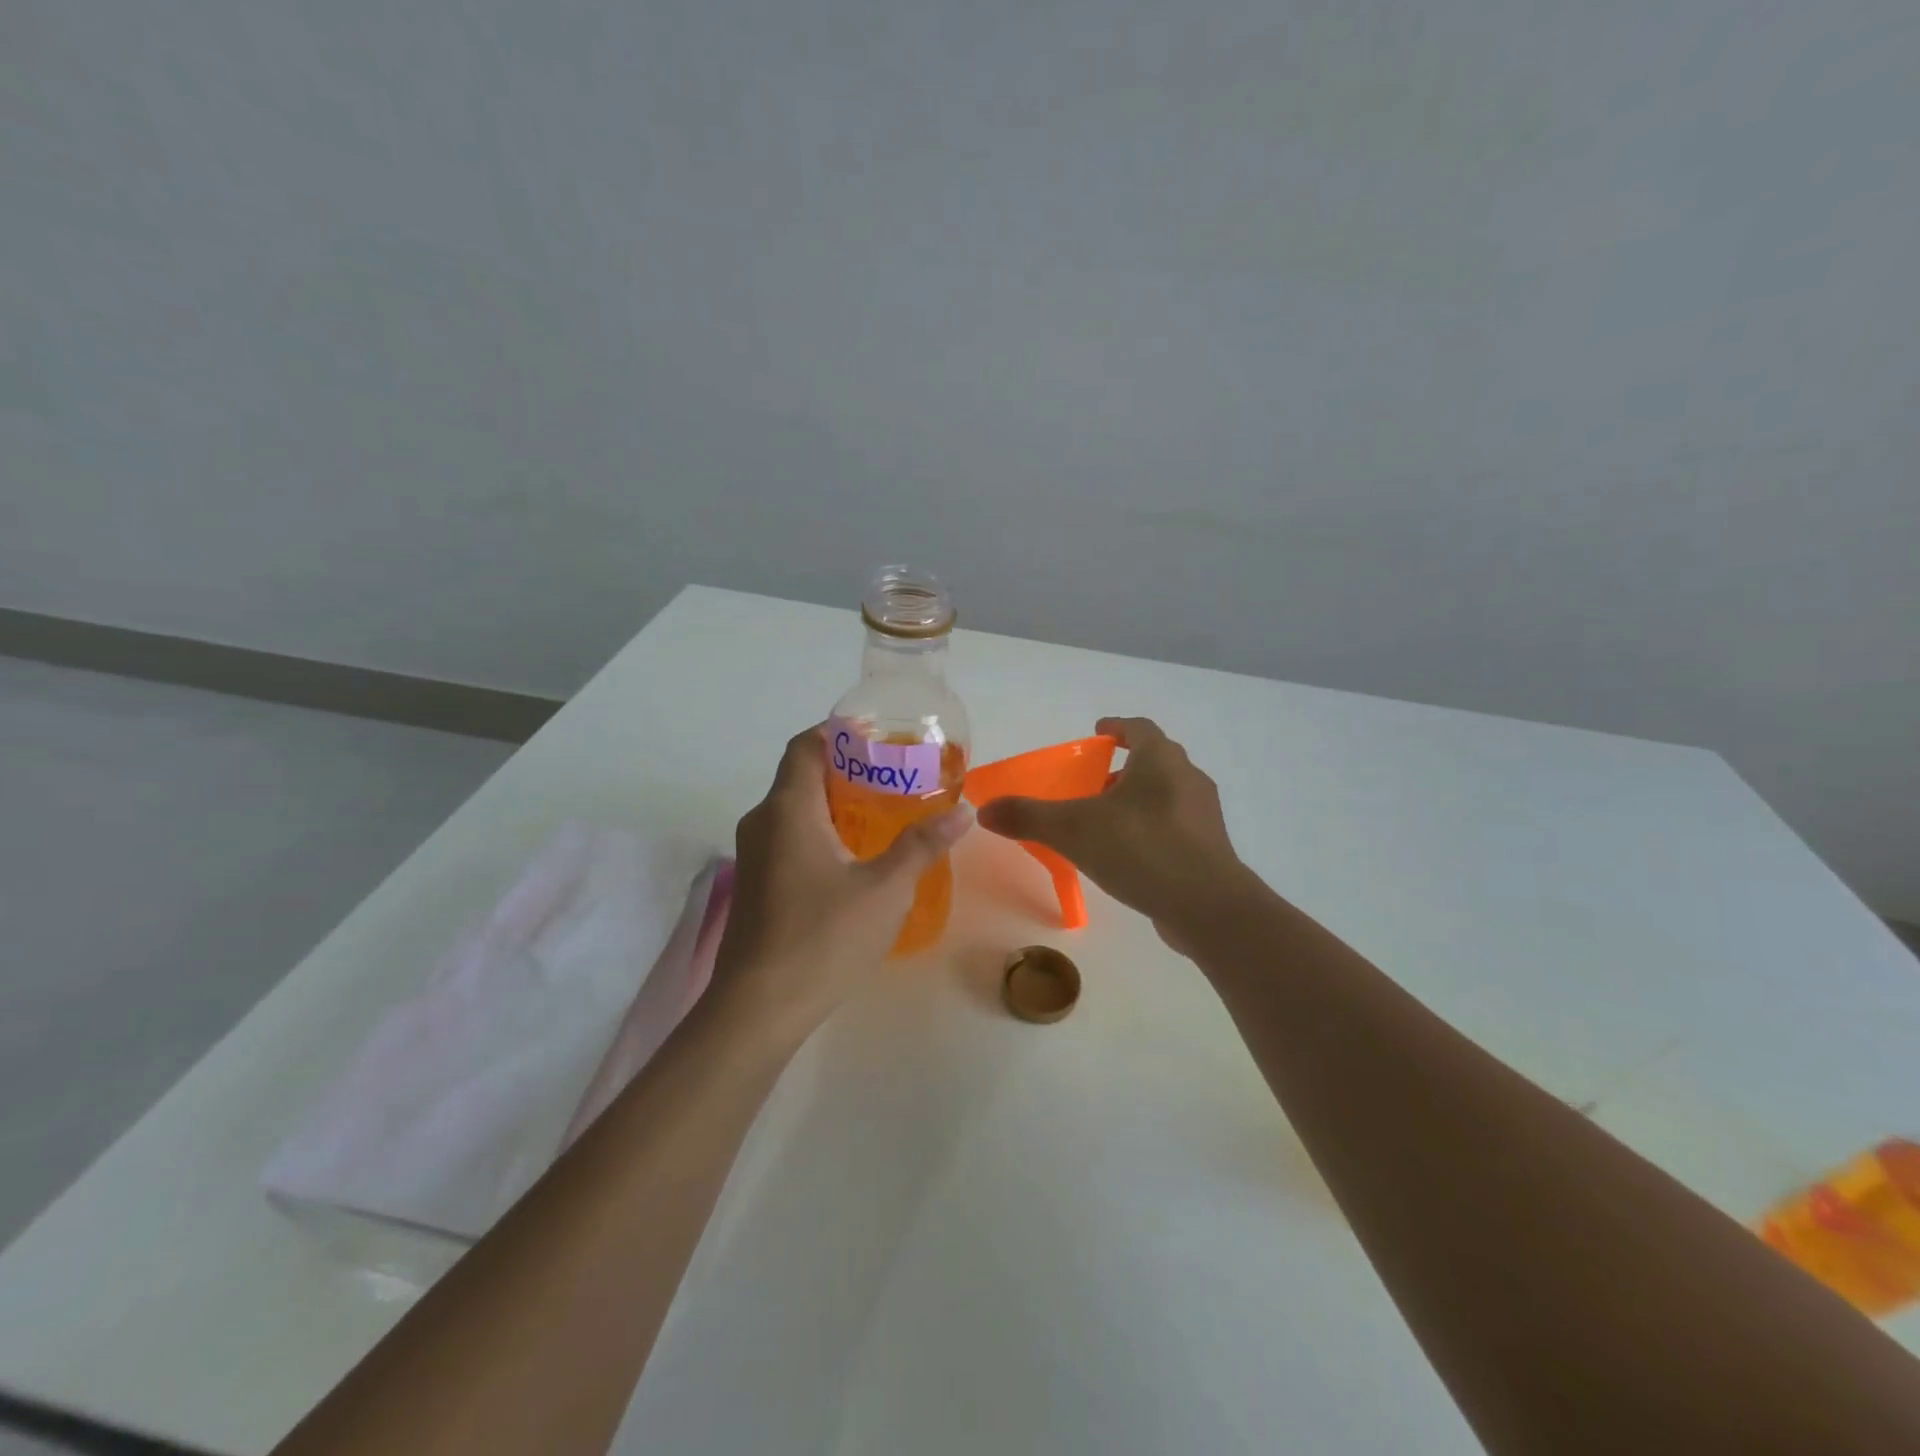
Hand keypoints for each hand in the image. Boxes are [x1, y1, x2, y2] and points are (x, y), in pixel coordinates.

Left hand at [709, 725, 971, 1044]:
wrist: (759, 1008)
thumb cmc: (823, 938)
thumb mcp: (885, 889)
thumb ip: (923, 845)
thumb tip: (964, 811)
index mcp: (788, 809)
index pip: (807, 746)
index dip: (840, 732)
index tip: (879, 736)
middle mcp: (763, 821)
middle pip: (802, 775)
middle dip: (846, 768)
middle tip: (894, 775)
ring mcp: (754, 855)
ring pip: (795, 809)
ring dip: (835, 802)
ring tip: (883, 811)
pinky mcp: (756, 884)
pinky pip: (789, 837)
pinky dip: (821, 830)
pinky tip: (855, 856)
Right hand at [976, 717, 1248, 950]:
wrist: (1207, 907)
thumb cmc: (1141, 849)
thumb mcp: (1073, 830)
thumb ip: (1028, 817)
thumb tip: (985, 809)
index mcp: (1160, 760)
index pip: (1138, 728)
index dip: (1116, 727)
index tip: (1096, 734)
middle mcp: (1188, 778)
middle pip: (1154, 760)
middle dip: (1122, 767)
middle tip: (1091, 783)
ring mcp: (1204, 815)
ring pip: (1166, 794)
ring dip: (1137, 800)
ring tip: (1105, 822)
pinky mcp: (1210, 849)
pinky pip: (1175, 827)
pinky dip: (1151, 829)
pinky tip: (1129, 855)